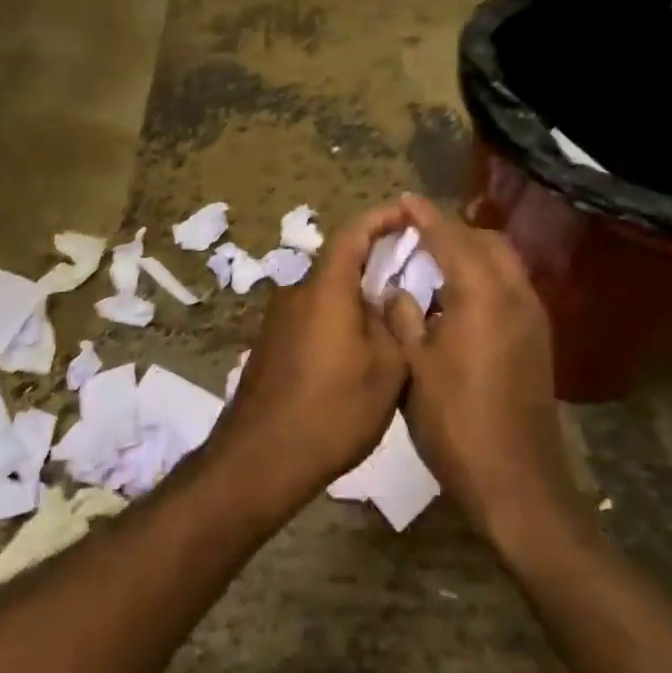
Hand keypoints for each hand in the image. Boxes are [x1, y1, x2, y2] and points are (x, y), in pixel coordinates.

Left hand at [210, 204, 410, 517]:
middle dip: (374, 260)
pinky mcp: (272, 342)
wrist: (261, 457)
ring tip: (391, 316)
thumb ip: (394, 322)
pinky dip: (339, 317)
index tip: (407, 215)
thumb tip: (391, 298)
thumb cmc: (332, 409)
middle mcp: (297, 291)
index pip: (353, 232)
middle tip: (410, 272)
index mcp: (326, 287)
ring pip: (327, 291)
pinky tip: (358, 348)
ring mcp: (279, 318)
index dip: (381, 218)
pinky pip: (313, 314)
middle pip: (339, 261)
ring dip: (357, 294)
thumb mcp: (387, 369)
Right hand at [378, 195, 575, 547]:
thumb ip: (404, 316)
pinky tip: (458, 299)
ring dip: (471, 252)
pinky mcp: (538, 341)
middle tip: (416, 235)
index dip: (425, 217)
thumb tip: (397, 289)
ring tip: (434, 261)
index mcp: (482, 295)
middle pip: (487, 242)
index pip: (451, 239)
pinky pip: (511, 287)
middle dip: (453, 230)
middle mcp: (515, 296)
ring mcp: (533, 319)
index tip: (404, 200)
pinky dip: (485, 276)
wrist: (517, 484)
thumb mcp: (415, 367)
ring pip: (504, 263)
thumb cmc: (455, 423)